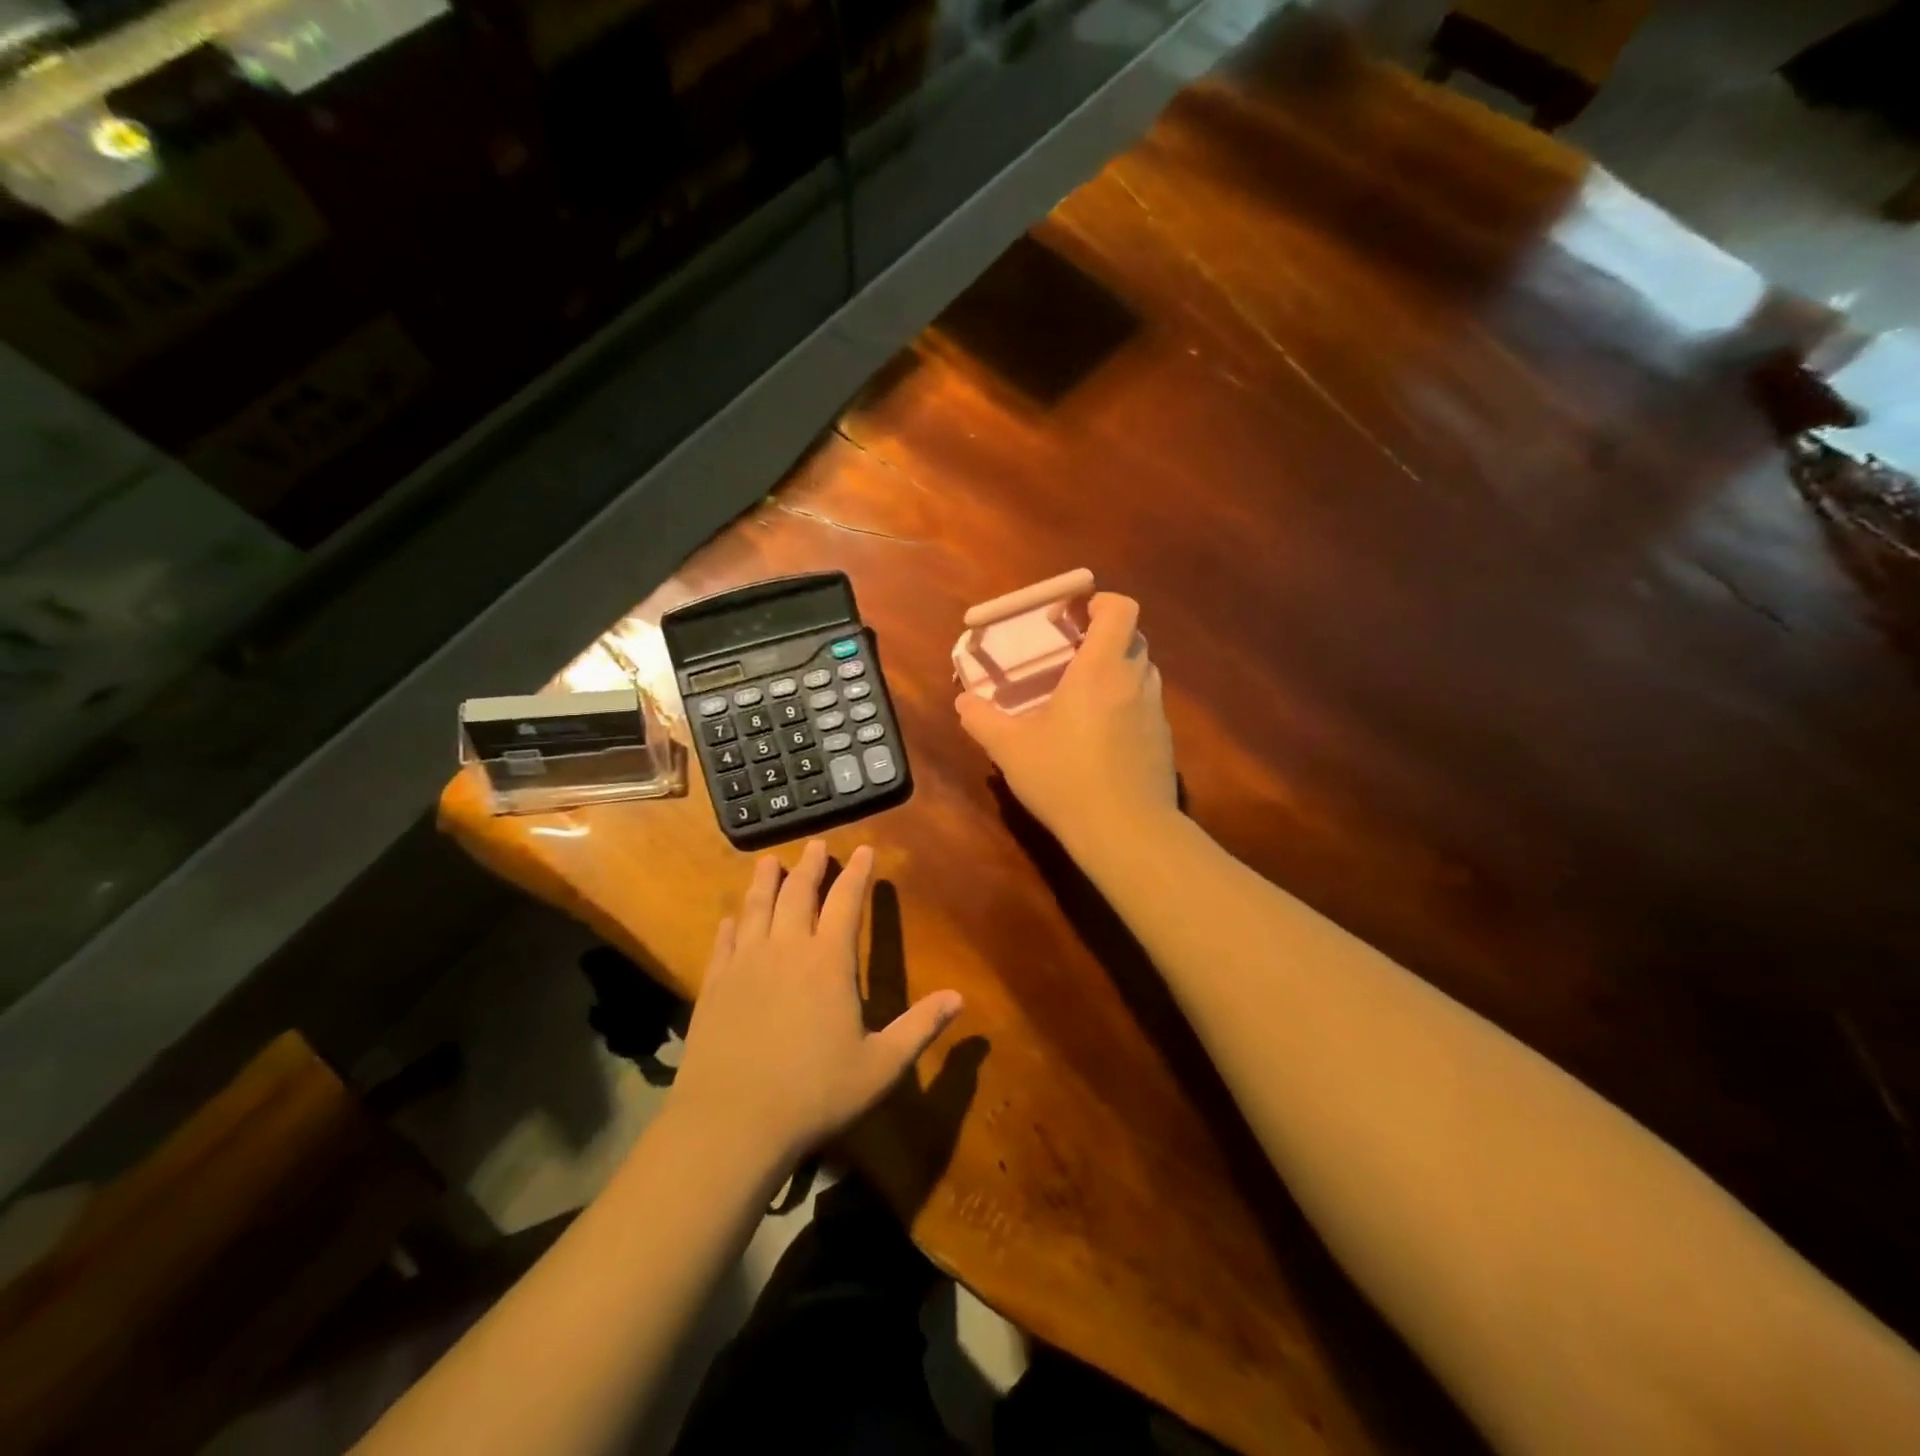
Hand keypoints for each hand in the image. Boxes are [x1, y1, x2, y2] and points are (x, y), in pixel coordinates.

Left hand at [670, 841, 963, 1167]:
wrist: (731, 1122)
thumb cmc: (815, 1093)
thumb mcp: (880, 1066)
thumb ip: (920, 1028)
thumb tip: (959, 998)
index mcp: (829, 961)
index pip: (846, 902)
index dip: (857, 874)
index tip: (863, 850)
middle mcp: (787, 950)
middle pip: (798, 894)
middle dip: (810, 866)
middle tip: (815, 844)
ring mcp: (746, 964)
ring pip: (757, 908)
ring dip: (765, 881)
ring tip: (769, 862)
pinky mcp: (715, 985)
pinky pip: (725, 942)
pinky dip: (731, 924)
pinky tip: (731, 918)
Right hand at [955, 593, 1175, 853]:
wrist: (1126, 831)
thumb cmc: (1065, 778)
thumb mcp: (1010, 749)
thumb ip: (982, 720)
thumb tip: (964, 703)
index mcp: (1100, 669)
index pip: (1120, 609)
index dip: (1099, 602)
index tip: (1071, 615)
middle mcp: (1135, 681)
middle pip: (1132, 637)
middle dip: (1103, 636)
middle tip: (1069, 655)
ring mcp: (1155, 711)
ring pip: (1140, 672)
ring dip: (1115, 671)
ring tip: (1082, 696)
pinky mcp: (1163, 740)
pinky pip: (1144, 706)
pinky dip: (1125, 705)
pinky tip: (1099, 737)